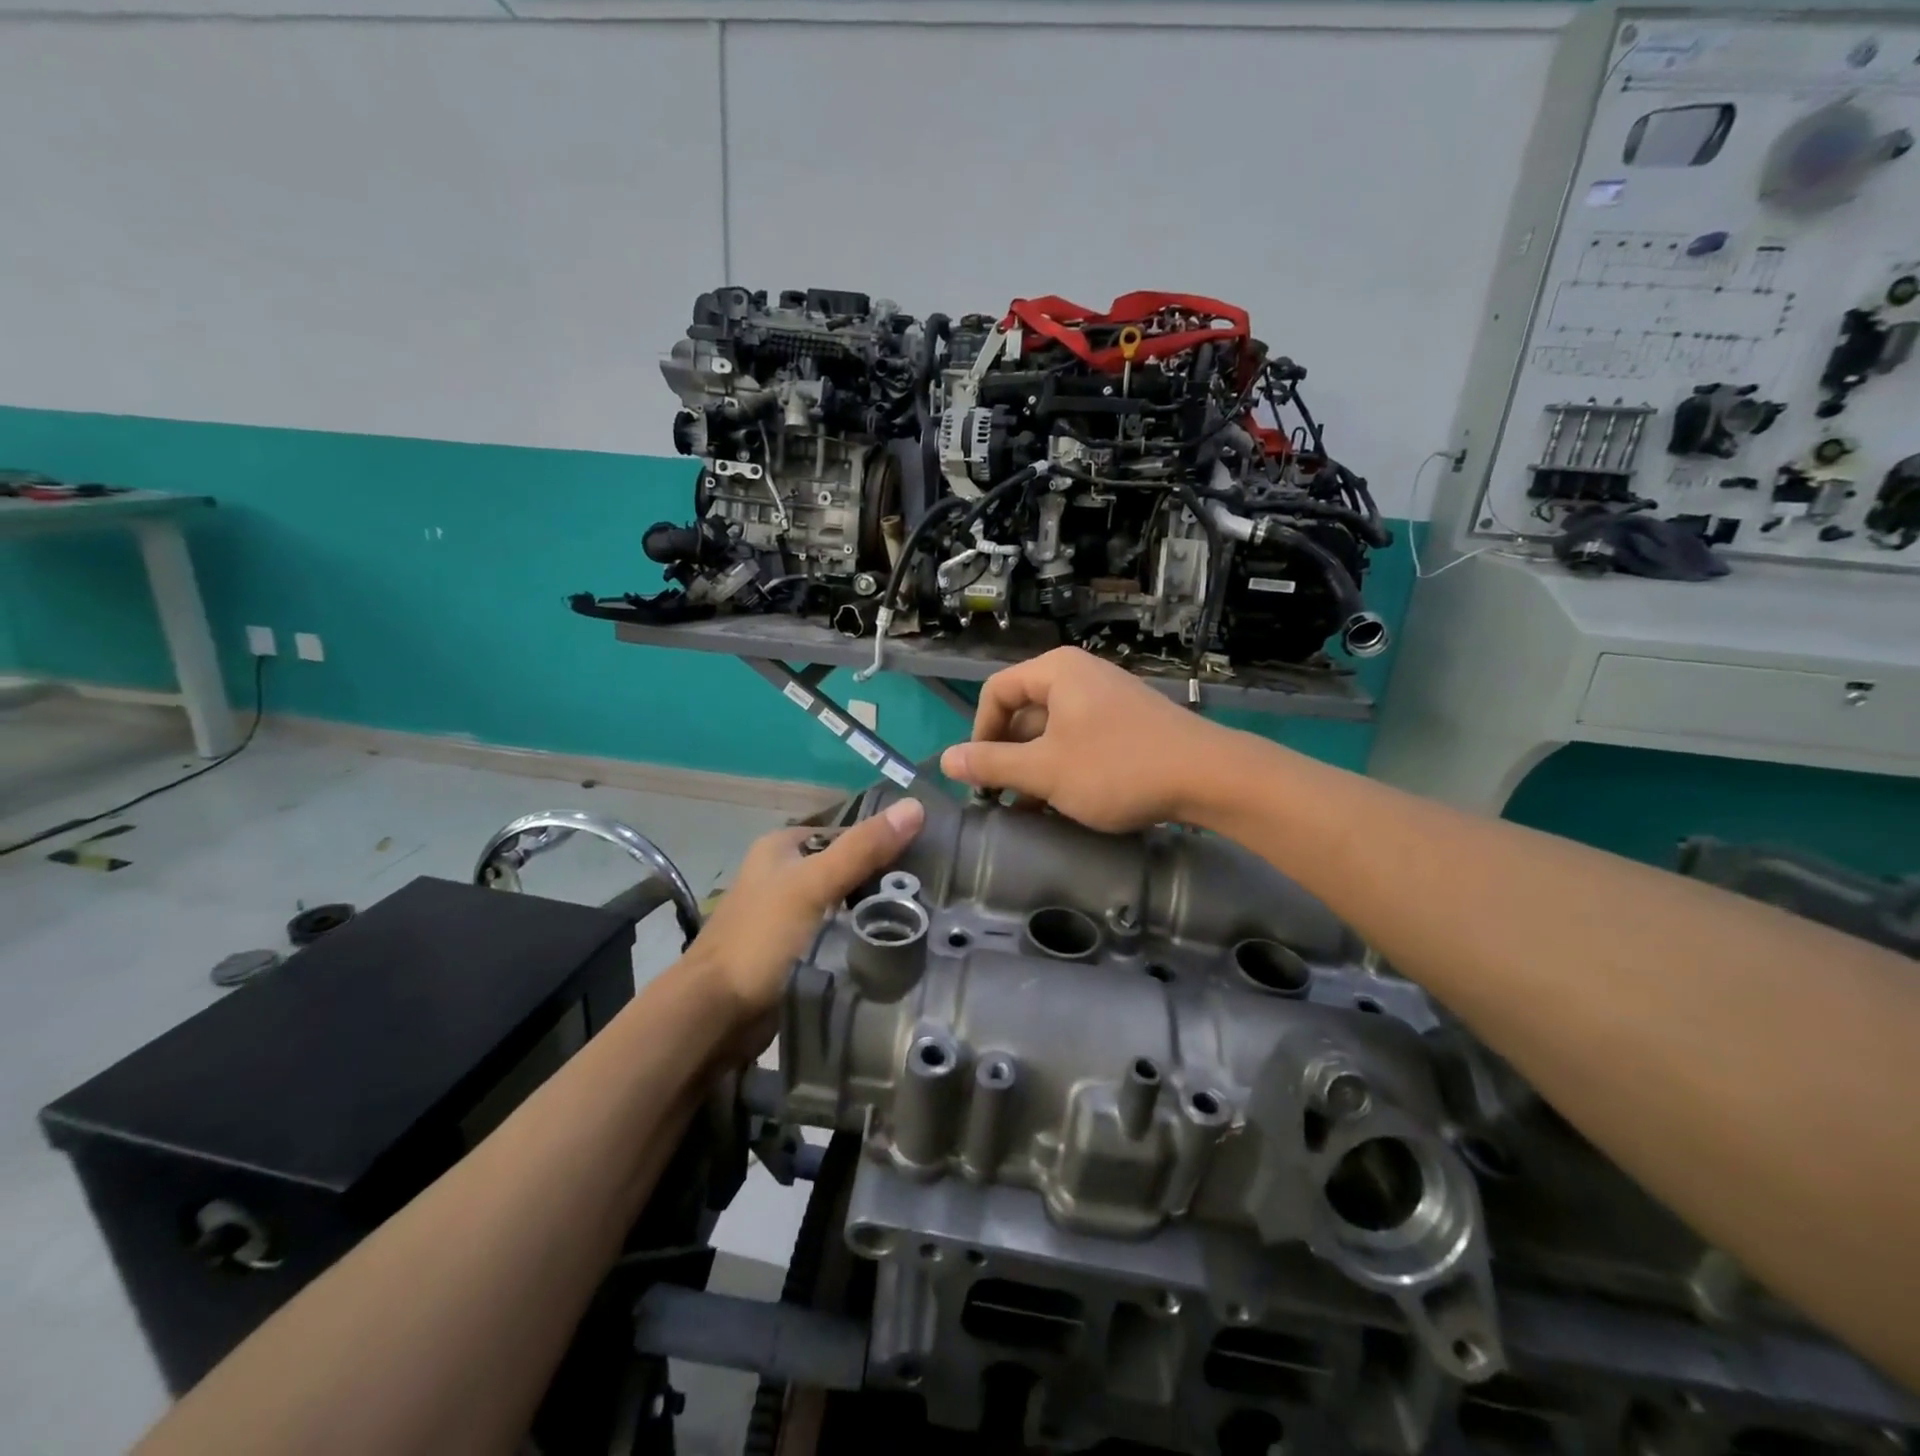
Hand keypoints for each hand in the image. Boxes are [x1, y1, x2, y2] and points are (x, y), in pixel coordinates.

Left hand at [688, 798, 925, 1025]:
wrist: (714, 1014)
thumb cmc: (760, 939)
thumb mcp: (813, 886)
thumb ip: (862, 849)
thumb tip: (916, 806)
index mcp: (782, 847)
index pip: (847, 833)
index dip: (884, 841)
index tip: (929, 858)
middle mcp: (783, 874)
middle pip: (846, 868)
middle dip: (882, 880)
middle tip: (930, 893)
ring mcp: (787, 914)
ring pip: (843, 903)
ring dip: (873, 912)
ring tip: (921, 919)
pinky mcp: (794, 950)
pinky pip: (837, 934)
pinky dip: (859, 938)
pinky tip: (891, 946)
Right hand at [940, 647, 1226, 831]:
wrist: (1208, 777)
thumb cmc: (1116, 768)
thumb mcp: (1044, 771)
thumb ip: (992, 765)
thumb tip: (946, 760)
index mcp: (1056, 672)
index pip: (996, 692)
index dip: (979, 734)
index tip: (980, 776)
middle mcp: (1080, 675)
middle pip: (1024, 711)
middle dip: (1008, 756)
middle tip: (1002, 798)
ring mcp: (1107, 698)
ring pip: (1053, 730)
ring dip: (1035, 768)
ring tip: (1031, 809)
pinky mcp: (1128, 721)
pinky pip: (1081, 738)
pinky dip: (1065, 766)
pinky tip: (1065, 803)